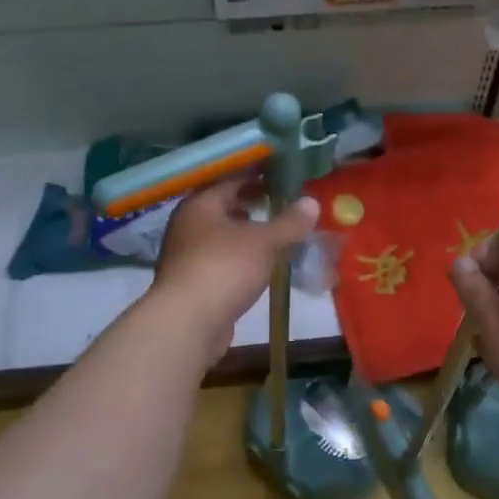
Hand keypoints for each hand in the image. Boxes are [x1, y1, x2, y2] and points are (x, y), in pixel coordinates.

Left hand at [148, 178, 319, 359]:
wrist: (188, 322)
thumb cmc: (224, 268)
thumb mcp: (264, 242)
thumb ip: (289, 222)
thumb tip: (312, 202)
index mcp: (200, 205)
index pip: (231, 180)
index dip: (257, 175)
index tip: (282, 175)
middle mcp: (188, 225)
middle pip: (223, 207)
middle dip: (251, 204)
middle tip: (282, 202)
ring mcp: (187, 255)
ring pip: (222, 235)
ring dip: (246, 233)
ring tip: (275, 233)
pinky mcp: (193, 283)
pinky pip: (222, 260)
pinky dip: (241, 257)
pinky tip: (260, 265)